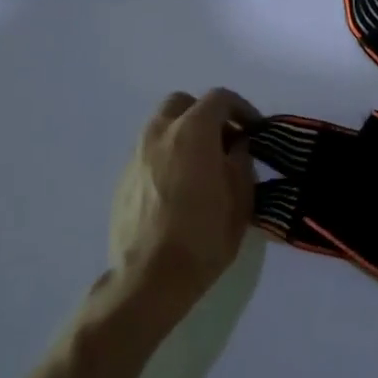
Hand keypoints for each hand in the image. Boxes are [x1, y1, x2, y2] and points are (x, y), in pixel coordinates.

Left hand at [103, 88, 258, 334]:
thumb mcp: (241, 197)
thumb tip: (237, 146)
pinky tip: (181, 187)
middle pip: (182, 103)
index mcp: (192, 132)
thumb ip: (241, 160)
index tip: (255, 131)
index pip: (219, 98)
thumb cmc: (205, 234)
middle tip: (226, 141)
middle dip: (207, 114)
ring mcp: (135, 156)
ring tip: (204, 165)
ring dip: (185, 134)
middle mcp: (158, 135)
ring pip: (161, 127)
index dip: (242, 109)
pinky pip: (150, 152)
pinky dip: (168, 155)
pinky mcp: (123, 180)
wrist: (150, 278)